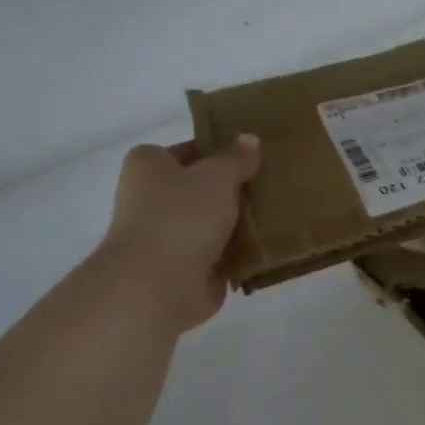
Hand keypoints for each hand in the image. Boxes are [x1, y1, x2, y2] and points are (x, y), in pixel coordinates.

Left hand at [104, 135, 260, 331]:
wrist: (158, 286)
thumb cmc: (182, 216)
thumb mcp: (217, 176)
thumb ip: (236, 158)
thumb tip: (249, 139)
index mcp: (148, 165)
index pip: (188, 150)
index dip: (219, 152)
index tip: (252, 157)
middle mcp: (149, 199)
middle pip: (200, 188)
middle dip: (232, 189)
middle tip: (271, 184)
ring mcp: (166, 237)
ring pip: (211, 223)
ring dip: (237, 223)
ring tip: (277, 213)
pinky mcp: (183, 270)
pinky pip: (218, 254)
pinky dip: (238, 253)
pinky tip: (267, 245)